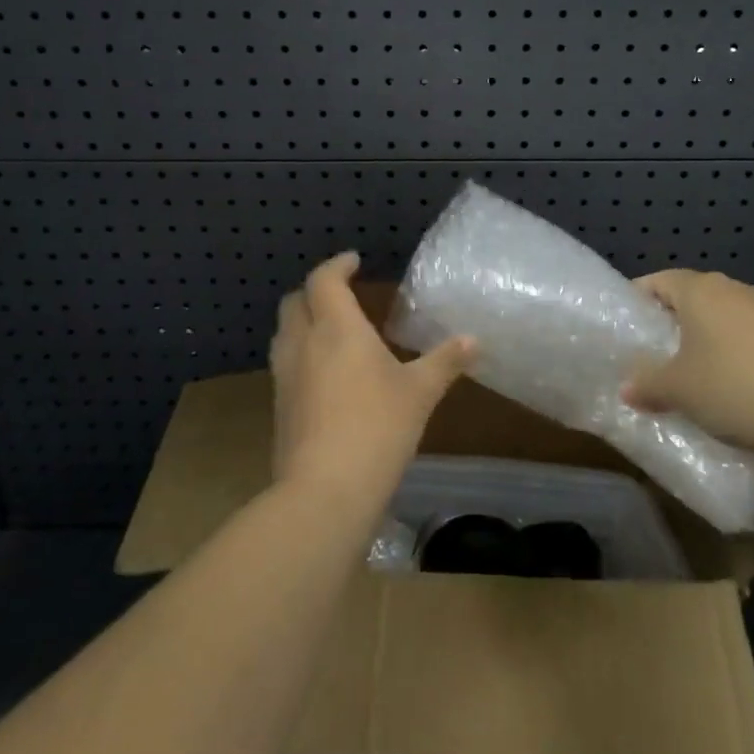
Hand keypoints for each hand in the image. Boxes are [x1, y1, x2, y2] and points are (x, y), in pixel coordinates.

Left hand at [269, 252, 474, 509]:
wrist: (324, 491)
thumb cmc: (377, 428)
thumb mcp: (420, 392)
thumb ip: (445, 361)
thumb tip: (474, 339)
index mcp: (336, 328)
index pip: (324, 280)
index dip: (338, 265)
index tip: (354, 261)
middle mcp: (303, 343)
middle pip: (295, 301)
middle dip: (315, 290)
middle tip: (341, 293)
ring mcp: (285, 376)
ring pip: (285, 332)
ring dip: (303, 321)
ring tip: (331, 330)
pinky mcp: (279, 406)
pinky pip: (285, 363)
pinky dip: (301, 353)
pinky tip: (324, 374)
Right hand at [621, 269, 753, 457]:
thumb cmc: (730, 387)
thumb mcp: (677, 390)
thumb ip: (647, 384)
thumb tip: (627, 389)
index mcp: (699, 290)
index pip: (658, 281)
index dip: (639, 300)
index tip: (628, 326)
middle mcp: (732, 289)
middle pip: (692, 296)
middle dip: (672, 321)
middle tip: (655, 351)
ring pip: (723, 316)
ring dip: (706, 337)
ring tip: (693, 371)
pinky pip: (749, 335)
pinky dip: (735, 352)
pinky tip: (733, 384)